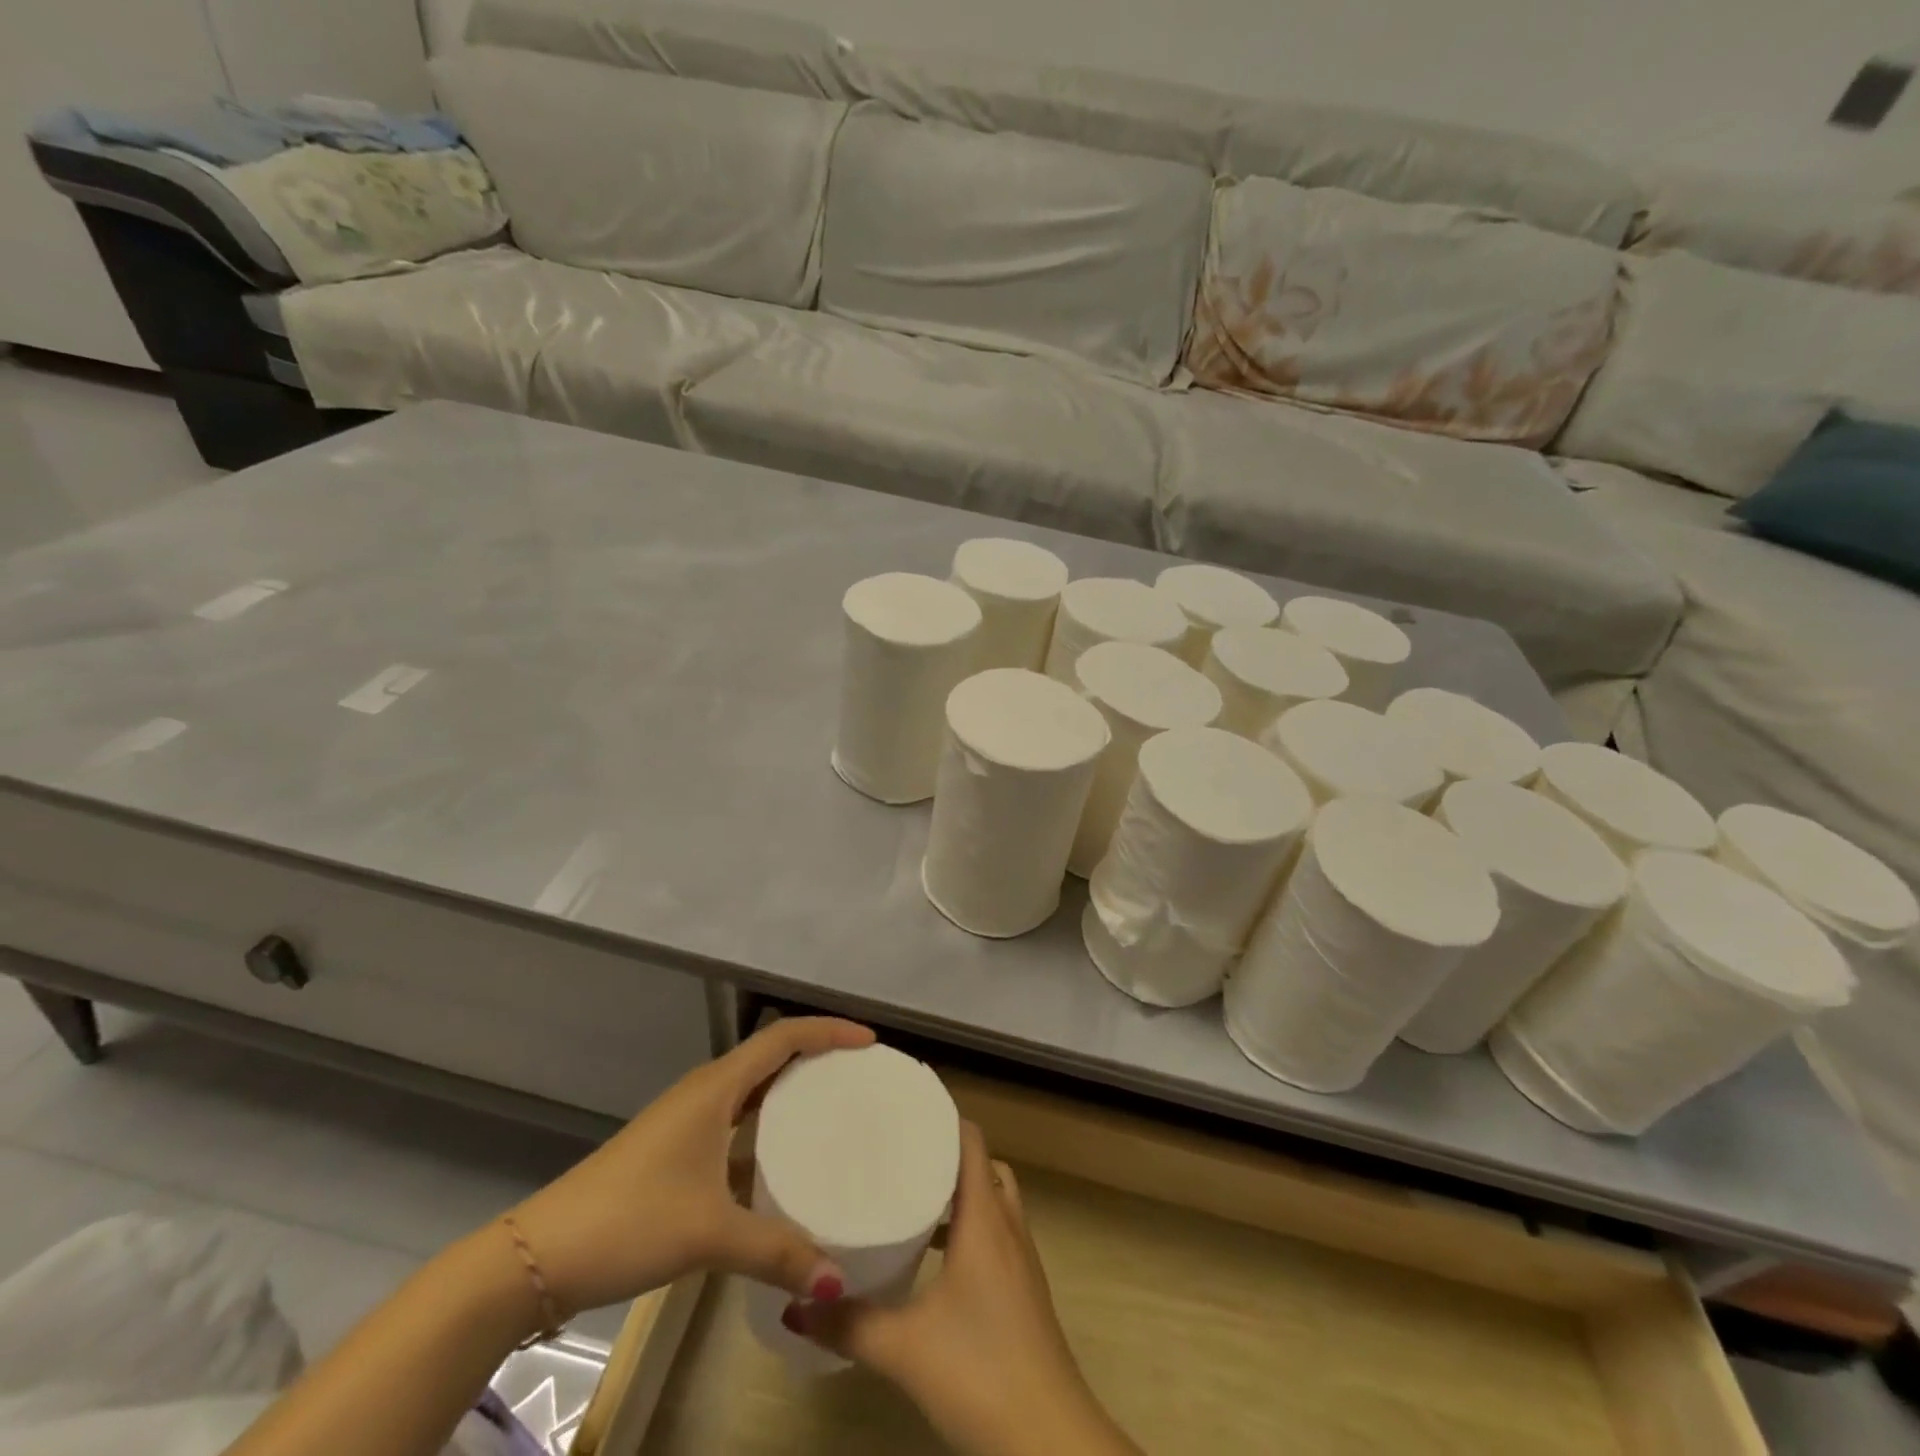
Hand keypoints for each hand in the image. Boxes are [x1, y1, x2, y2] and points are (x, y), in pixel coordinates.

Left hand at [507, 1017, 873, 1318]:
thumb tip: (838, 1282)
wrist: (539, 1256)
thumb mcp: (708, 1233)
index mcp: (716, 1088)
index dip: (829, 1032)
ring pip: (752, 1089)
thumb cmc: (629, 1221)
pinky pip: (736, 1120)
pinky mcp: (676, 1149)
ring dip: (791, 1091)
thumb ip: (777, 1253)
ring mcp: (687, 1121)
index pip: (784, 1038)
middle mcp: (705, 1091)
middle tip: (862, 1077)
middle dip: (818, 1056)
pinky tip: (783, 1163)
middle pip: (771, 1055)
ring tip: (834, 1111)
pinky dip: (767, 1127)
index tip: (871, 1043)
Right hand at [795, 1123, 1138, 1455]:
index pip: (970, 1140)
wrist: (1051, 1440)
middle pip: (982, 1165)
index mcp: (985, 1218)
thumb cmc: (980, 1371)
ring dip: (959, 1192)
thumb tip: (795, 1300)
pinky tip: (935, 1258)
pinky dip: (969, 1227)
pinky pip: (996, 1232)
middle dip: (945, 1152)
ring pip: (992, 1199)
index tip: (902, 1107)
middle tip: (900, 1151)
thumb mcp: (904, 1348)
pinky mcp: (1023, 1290)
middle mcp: (1007, 1225)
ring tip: (911, 1195)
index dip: (941, 1116)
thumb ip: (848, 1323)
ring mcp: (1021, 1259)